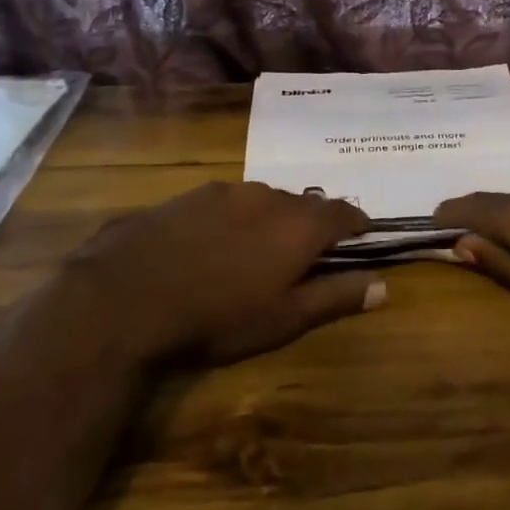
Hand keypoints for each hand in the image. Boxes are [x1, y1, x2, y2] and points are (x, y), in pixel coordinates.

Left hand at [64, 182, 384, 365]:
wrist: (126, 296)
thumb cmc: (218, 315)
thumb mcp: (284, 317)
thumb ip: (336, 297)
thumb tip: (383, 285)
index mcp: (298, 223)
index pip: (343, 212)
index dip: (356, 224)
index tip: (361, 235)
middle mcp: (266, 196)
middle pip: (302, 204)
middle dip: (311, 224)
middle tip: (306, 252)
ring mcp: (222, 191)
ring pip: (262, 200)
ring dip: (270, 219)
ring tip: (259, 249)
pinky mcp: (185, 196)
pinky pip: (225, 203)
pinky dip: (233, 219)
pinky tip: (213, 244)